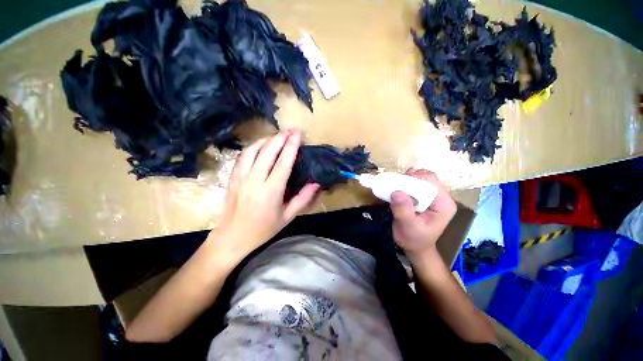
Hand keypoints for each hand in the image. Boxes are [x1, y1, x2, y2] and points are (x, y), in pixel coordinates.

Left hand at [207, 130, 319, 263]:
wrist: (232, 238)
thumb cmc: (263, 230)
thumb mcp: (287, 217)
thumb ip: (303, 199)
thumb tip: (316, 183)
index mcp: (270, 191)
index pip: (283, 162)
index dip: (292, 146)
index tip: (298, 134)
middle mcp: (254, 180)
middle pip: (268, 152)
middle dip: (281, 138)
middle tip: (292, 130)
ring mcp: (241, 177)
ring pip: (253, 150)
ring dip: (267, 139)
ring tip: (278, 136)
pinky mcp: (233, 177)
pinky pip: (243, 156)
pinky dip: (254, 147)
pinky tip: (261, 145)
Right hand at [390, 168, 456, 258]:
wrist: (415, 247)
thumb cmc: (414, 239)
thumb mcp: (409, 227)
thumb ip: (404, 210)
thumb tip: (396, 192)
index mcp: (444, 204)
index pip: (432, 181)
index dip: (415, 179)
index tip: (399, 184)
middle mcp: (440, 197)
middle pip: (426, 178)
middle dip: (409, 179)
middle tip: (395, 185)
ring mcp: (432, 196)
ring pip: (419, 179)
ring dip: (406, 181)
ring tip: (395, 188)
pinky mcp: (423, 197)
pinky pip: (414, 184)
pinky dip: (404, 184)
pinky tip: (397, 190)